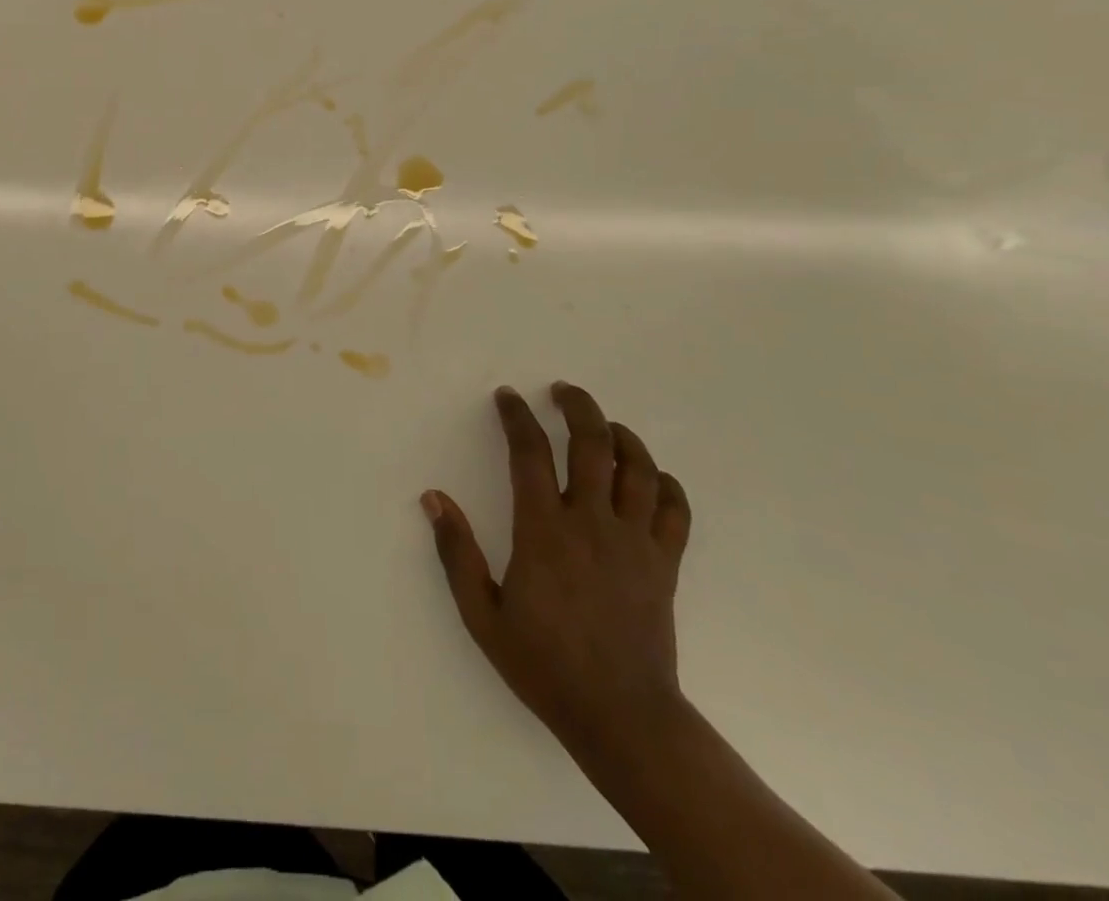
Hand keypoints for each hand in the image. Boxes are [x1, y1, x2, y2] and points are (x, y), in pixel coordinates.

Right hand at [423, 382, 691, 764]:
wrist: (621, 718)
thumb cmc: (544, 664)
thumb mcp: (482, 614)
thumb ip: (457, 552)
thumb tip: (433, 497)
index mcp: (544, 530)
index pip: (530, 452)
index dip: (517, 416)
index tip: (508, 397)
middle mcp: (592, 523)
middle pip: (592, 443)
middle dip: (577, 406)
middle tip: (562, 390)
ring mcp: (635, 542)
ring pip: (638, 468)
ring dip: (622, 436)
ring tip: (605, 424)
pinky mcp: (665, 564)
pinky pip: (675, 510)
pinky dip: (665, 483)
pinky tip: (650, 477)